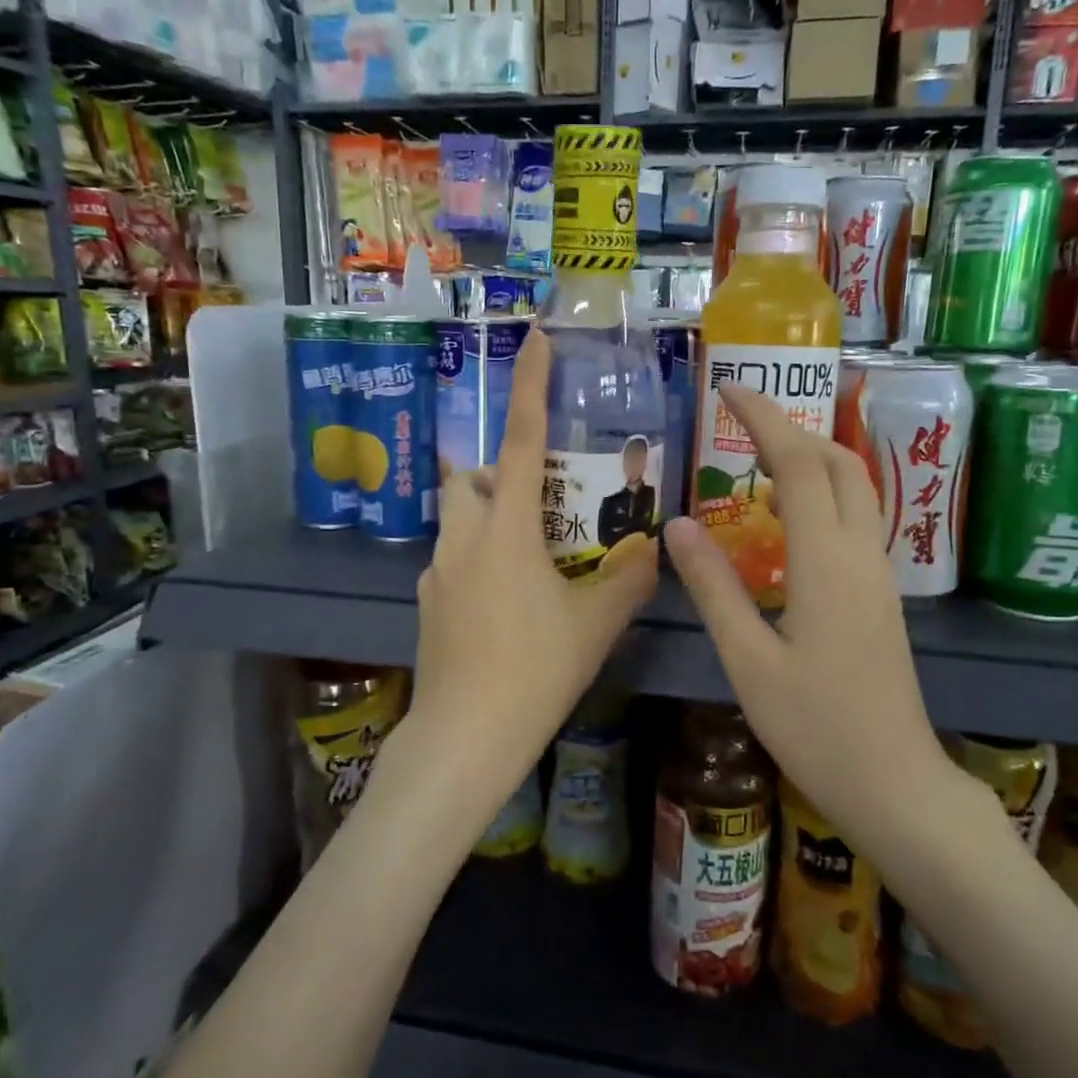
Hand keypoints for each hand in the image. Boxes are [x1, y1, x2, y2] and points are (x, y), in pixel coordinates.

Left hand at [409, 331, 658, 800]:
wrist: (464, 738)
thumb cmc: (534, 671)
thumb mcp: (595, 625)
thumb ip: (627, 579)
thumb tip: (651, 549)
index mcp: (506, 530)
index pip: (522, 441)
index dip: (530, 386)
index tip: (533, 339)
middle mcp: (463, 538)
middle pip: (471, 478)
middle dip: (501, 474)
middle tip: (543, 504)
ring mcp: (435, 573)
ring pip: (458, 519)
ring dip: (489, 518)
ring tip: (531, 558)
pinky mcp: (426, 605)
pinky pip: (452, 561)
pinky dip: (478, 561)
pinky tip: (506, 605)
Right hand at [664, 384, 957, 845]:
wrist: (895, 783)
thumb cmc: (816, 727)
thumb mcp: (747, 660)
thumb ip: (713, 587)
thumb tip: (678, 525)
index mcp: (827, 562)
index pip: (799, 464)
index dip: (763, 419)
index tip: (728, 388)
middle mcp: (861, 553)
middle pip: (838, 461)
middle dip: (792, 426)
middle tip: (740, 419)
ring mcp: (878, 572)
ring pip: (854, 486)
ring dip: (811, 455)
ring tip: (756, 456)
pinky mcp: (880, 592)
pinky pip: (854, 517)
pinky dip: (821, 491)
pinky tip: (785, 515)